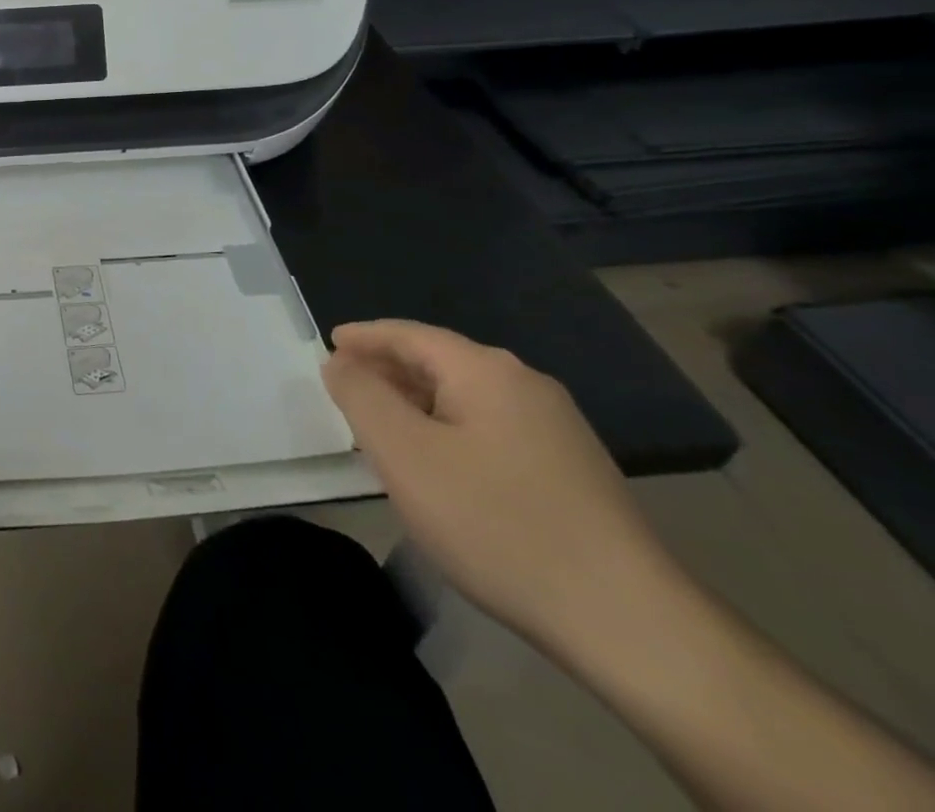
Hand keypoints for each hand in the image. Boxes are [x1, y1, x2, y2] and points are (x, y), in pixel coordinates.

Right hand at [322, 319, 674, 656]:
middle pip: (440, 362)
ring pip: (466, 398)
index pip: (410, 335)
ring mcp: (557, 430)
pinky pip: (491, 429)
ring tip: (382, 427)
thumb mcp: (405, 454)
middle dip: (388, 370)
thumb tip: (341, 362)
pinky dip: (449, 431)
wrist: (628, 623)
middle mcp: (526, 386)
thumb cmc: (496, 523)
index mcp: (487, 371)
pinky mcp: (573, 471)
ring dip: (418, 403)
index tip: (329, 344)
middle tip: (346, 388)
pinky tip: (439, 466)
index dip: (364, 337)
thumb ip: (362, 396)